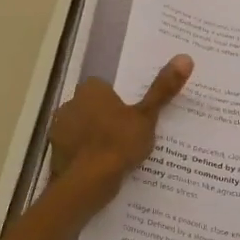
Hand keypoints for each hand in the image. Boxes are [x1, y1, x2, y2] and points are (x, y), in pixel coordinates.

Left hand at [49, 55, 193, 206]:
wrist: (88, 181)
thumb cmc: (119, 143)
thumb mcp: (147, 116)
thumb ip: (163, 89)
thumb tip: (185, 57)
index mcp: (91, 89)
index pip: (103, 87)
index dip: (116, 101)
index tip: (130, 116)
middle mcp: (70, 103)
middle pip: (90, 107)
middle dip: (103, 117)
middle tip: (125, 136)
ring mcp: (59, 128)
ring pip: (79, 127)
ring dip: (91, 136)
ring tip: (113, 156)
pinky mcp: (54, 152)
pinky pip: (72, 149)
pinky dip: (82, 156)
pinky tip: (97, 169)